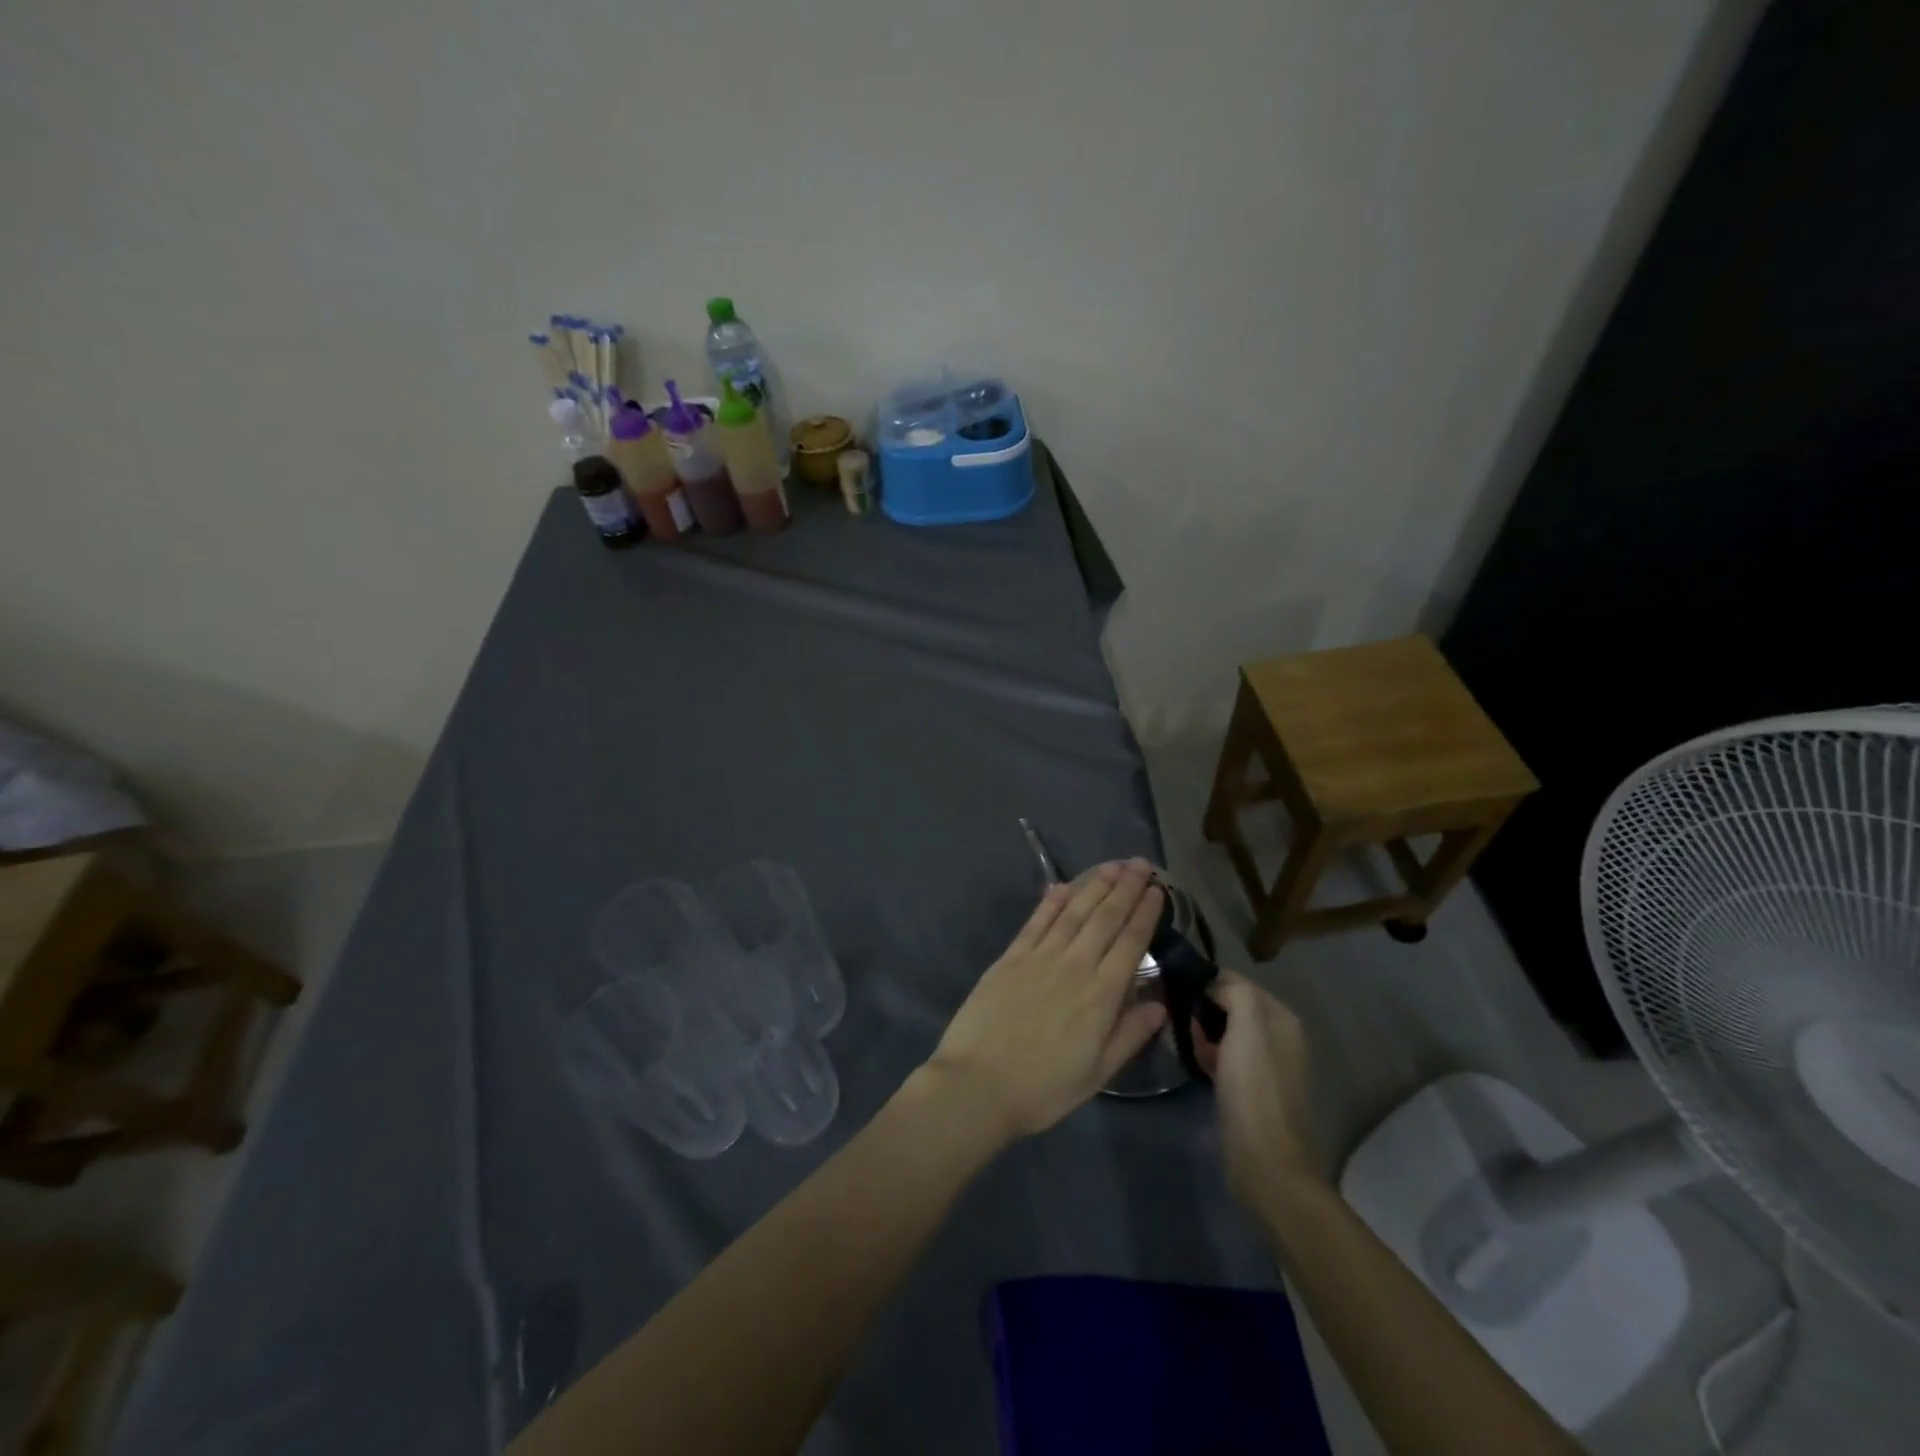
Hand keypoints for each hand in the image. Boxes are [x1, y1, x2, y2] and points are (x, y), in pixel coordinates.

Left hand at [925, 861, 1166, 1140]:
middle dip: (1126, 888)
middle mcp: (1075, 965)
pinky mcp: (1011, 957)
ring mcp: (1040, 957)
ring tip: (1112, 866)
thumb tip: (1160, 1004)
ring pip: (1073, 911)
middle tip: (1141, 865)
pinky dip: (1052, 901)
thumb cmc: (1043, 1087)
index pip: (1130, 943)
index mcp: (1101, 995)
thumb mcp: (1097, 1073)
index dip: (1145, 913)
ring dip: (1094, 885)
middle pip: (1105, 918)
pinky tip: (1063, 885)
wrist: (979, 1084)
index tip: (1158, 890)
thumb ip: (1130, 1035)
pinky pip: (1036, 921)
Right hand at [1191, 972, 1324, 1212]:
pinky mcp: (1250, 1089)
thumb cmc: (1254, 1089)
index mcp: (1281, 1018)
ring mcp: (1265, 1065)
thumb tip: (1213, 983)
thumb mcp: (1246, 1028)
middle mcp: (1278, 1037)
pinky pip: (1224, 1057)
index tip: (1177, 988)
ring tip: (1181, 1037)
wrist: (1264, 1161)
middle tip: (1177, 1015)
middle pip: (1231, 1005)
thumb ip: (1234, 992)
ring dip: (1203, 1031)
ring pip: (1225, 1031)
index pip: (1237, 981)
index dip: (1208, 982)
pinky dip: (1208, 1053)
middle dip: (1204, 1007)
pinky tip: (1194, 1060)